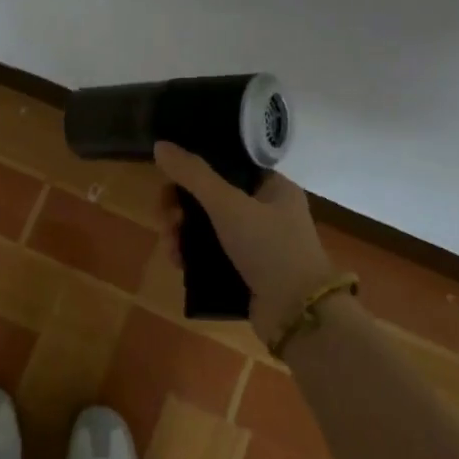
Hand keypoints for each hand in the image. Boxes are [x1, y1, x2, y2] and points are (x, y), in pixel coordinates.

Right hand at [153, 142, 335, 344]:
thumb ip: (192, 174)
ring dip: (181, 234)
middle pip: (211, 198)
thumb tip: (160, 145)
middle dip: (181, 208)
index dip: (195, 171)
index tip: (170, 182)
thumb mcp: (228, 204)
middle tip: (167, 220)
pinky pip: (211, 255)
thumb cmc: (269, 248)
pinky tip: (178, 263)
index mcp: (273, 188)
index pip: (227, 166)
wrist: (298, 314)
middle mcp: (266, 212)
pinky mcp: (246, 272)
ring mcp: (257, 244)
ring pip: (207, 228)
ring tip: (170, 248)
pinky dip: (192, 256)